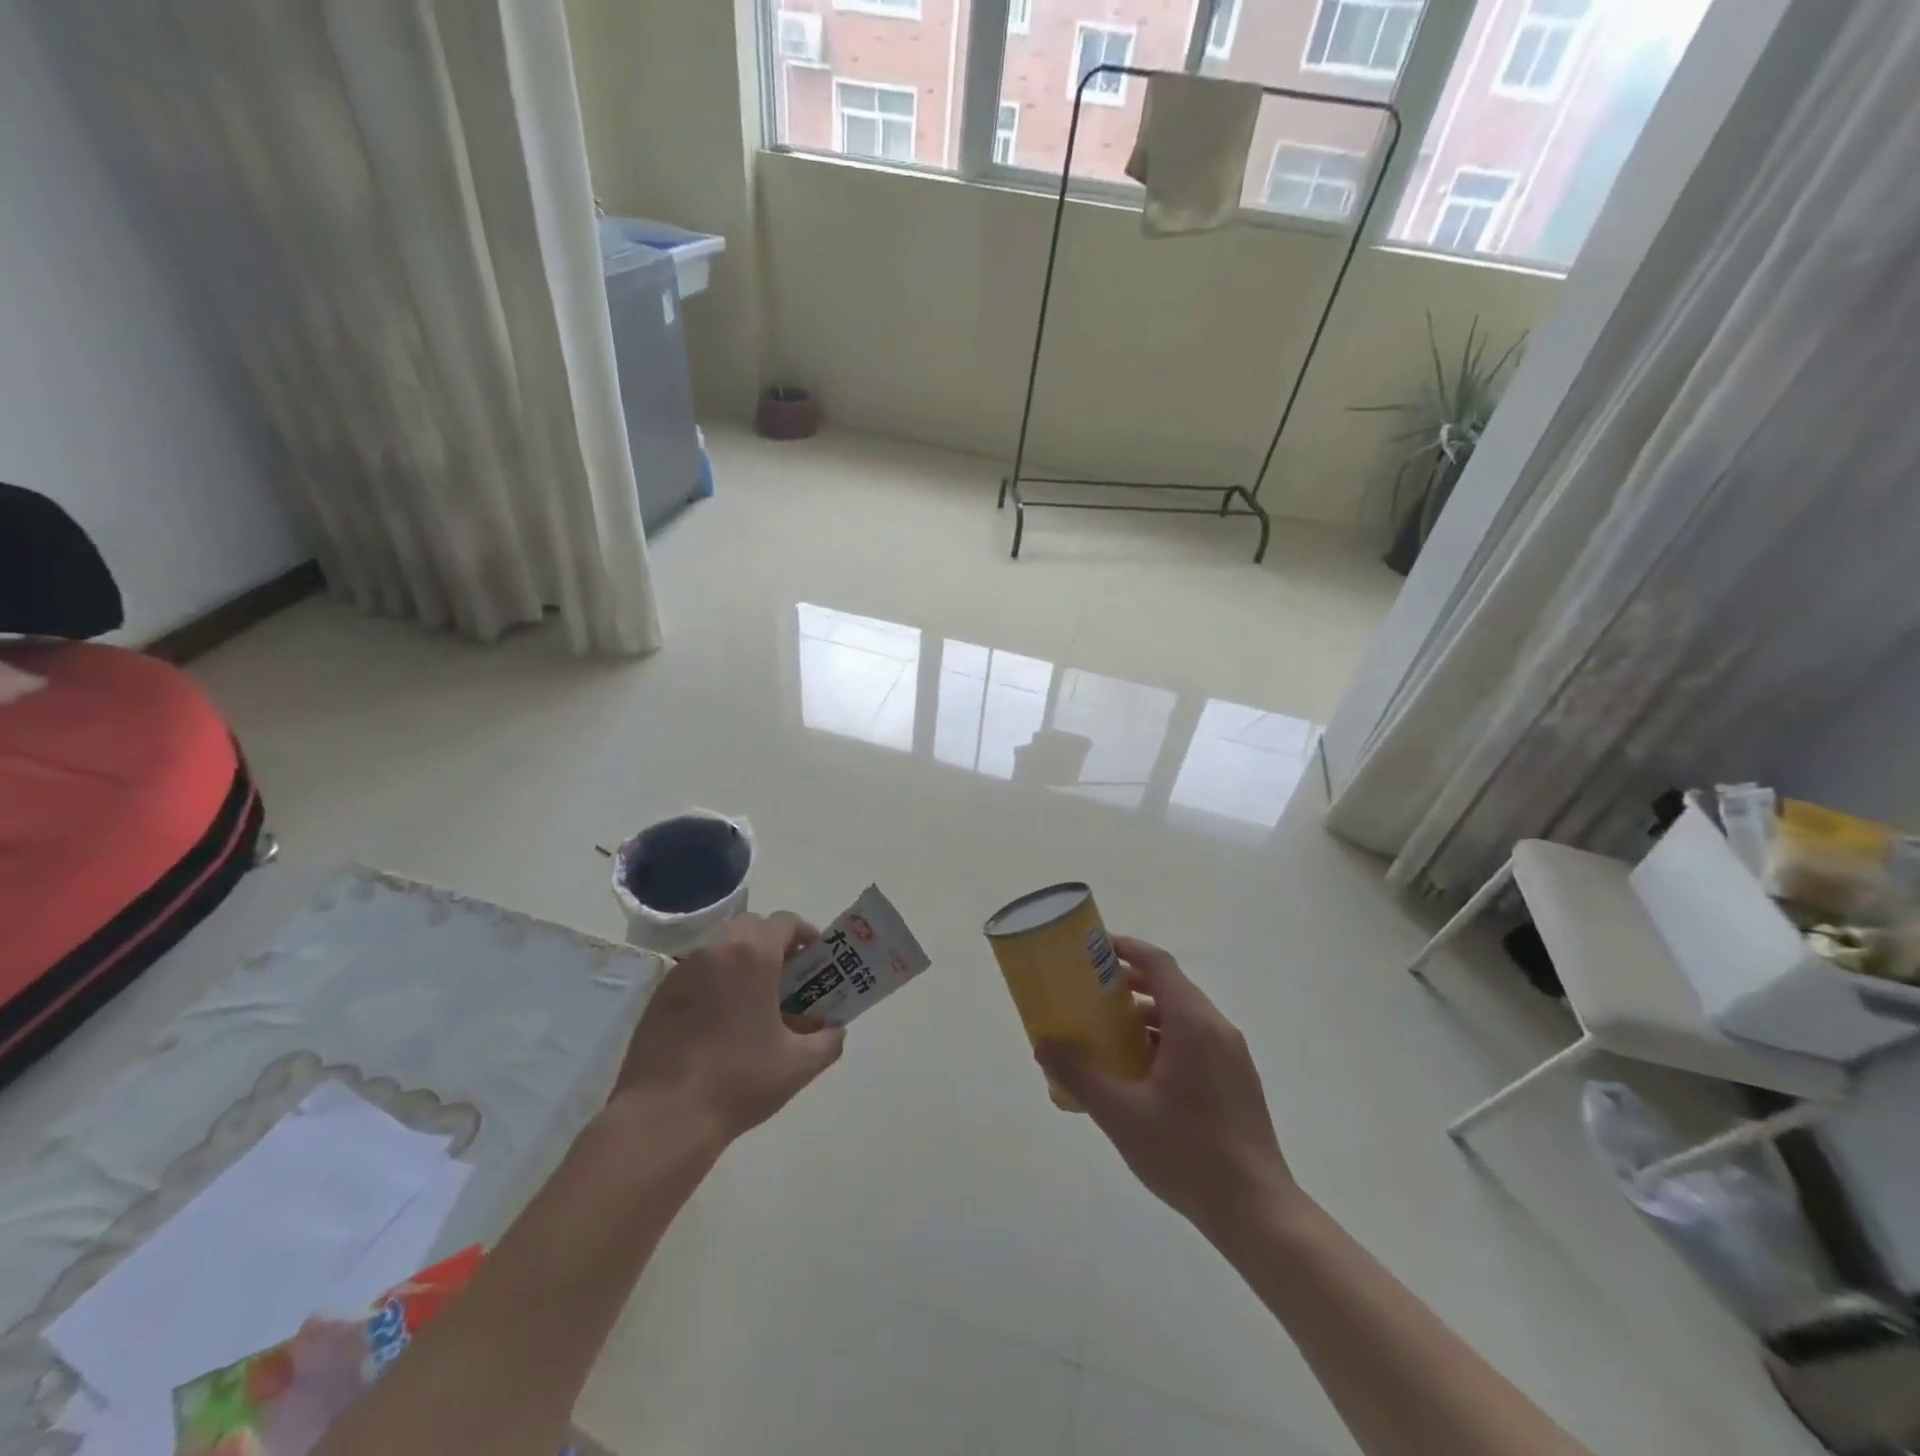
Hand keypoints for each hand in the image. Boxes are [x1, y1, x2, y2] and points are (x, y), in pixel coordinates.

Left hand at [612, 912, 845, 1141]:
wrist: (663, 1117)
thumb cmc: (738, 1081)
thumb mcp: (798, 1065)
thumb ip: (827, 1040)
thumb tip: (835, 1029)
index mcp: (753, 954)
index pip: (785, 922)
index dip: (805, 935)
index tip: (816, 960)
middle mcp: (716, 949)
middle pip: (751, 927)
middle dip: (773, 944)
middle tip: (787, 978)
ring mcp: (683, 969)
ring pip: (721, 946)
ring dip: (742, 960)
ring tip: (754, 1000)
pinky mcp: (660, 993)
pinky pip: (698, 970)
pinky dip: (715, 980)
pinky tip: (720, 1020)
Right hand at [1035, 937, 1299, 1244]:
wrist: (1256, 1211)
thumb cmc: (1186, 1152)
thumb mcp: (1120, 1114)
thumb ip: (1079, 1075)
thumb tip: (1043, 1045)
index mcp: (1192, 1023)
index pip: (1158, 963)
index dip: (1126, 948)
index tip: (1093, 949)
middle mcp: (1217, 1028)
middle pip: (1171, 986)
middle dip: (1130, 983)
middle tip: (1091, 991)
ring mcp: (1232, 1054)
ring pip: (1184, 1015)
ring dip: (1147, 1014)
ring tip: (1109, 1032)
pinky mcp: (1237, 1079)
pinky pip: (1196, 1039)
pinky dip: (1165, 1037)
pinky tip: (1140, 1071)